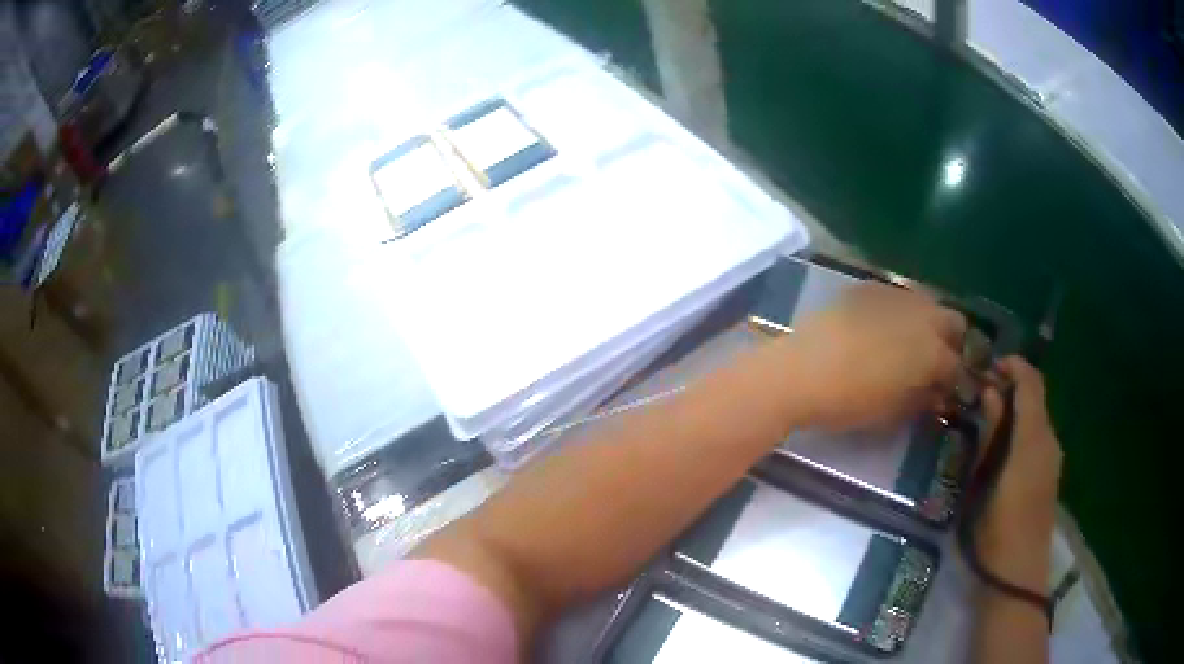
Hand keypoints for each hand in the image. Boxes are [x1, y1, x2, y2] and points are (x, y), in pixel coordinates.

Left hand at [776, 282, 966, 431]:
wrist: (799, 373)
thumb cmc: (848, 402)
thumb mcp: (892, 413)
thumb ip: (921, 400)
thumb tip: (935, 394)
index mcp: (931, 352)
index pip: (957, 365)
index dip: (956, 379)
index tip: (948, 389)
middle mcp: (921, 317)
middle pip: (953, 321)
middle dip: (951, 340)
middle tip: (937, 360)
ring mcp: (894, 297)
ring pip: (927, 302)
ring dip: (928, 321)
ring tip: (912, 341)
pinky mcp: (866, 289)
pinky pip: (895, 294)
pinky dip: (899, 309)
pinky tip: (884, 324)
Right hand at [978, 357, 1062, 589]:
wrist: (1016, 574)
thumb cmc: (996, 528)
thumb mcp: (985, 479)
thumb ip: (992, 432)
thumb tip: (990, 392)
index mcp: (1035, 437)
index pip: (1031, 382)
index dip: (1013, 365)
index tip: (988, 365)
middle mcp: (1050, 440)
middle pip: (1036, 398)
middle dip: (1012, 387)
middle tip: (981, 393)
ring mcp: (1052, 458)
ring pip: (1037, 418)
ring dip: (1016, 409)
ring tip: (988, 418)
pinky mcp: (1049, 475)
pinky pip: (1038, 438)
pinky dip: (1022, 429)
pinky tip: (1002, 446)